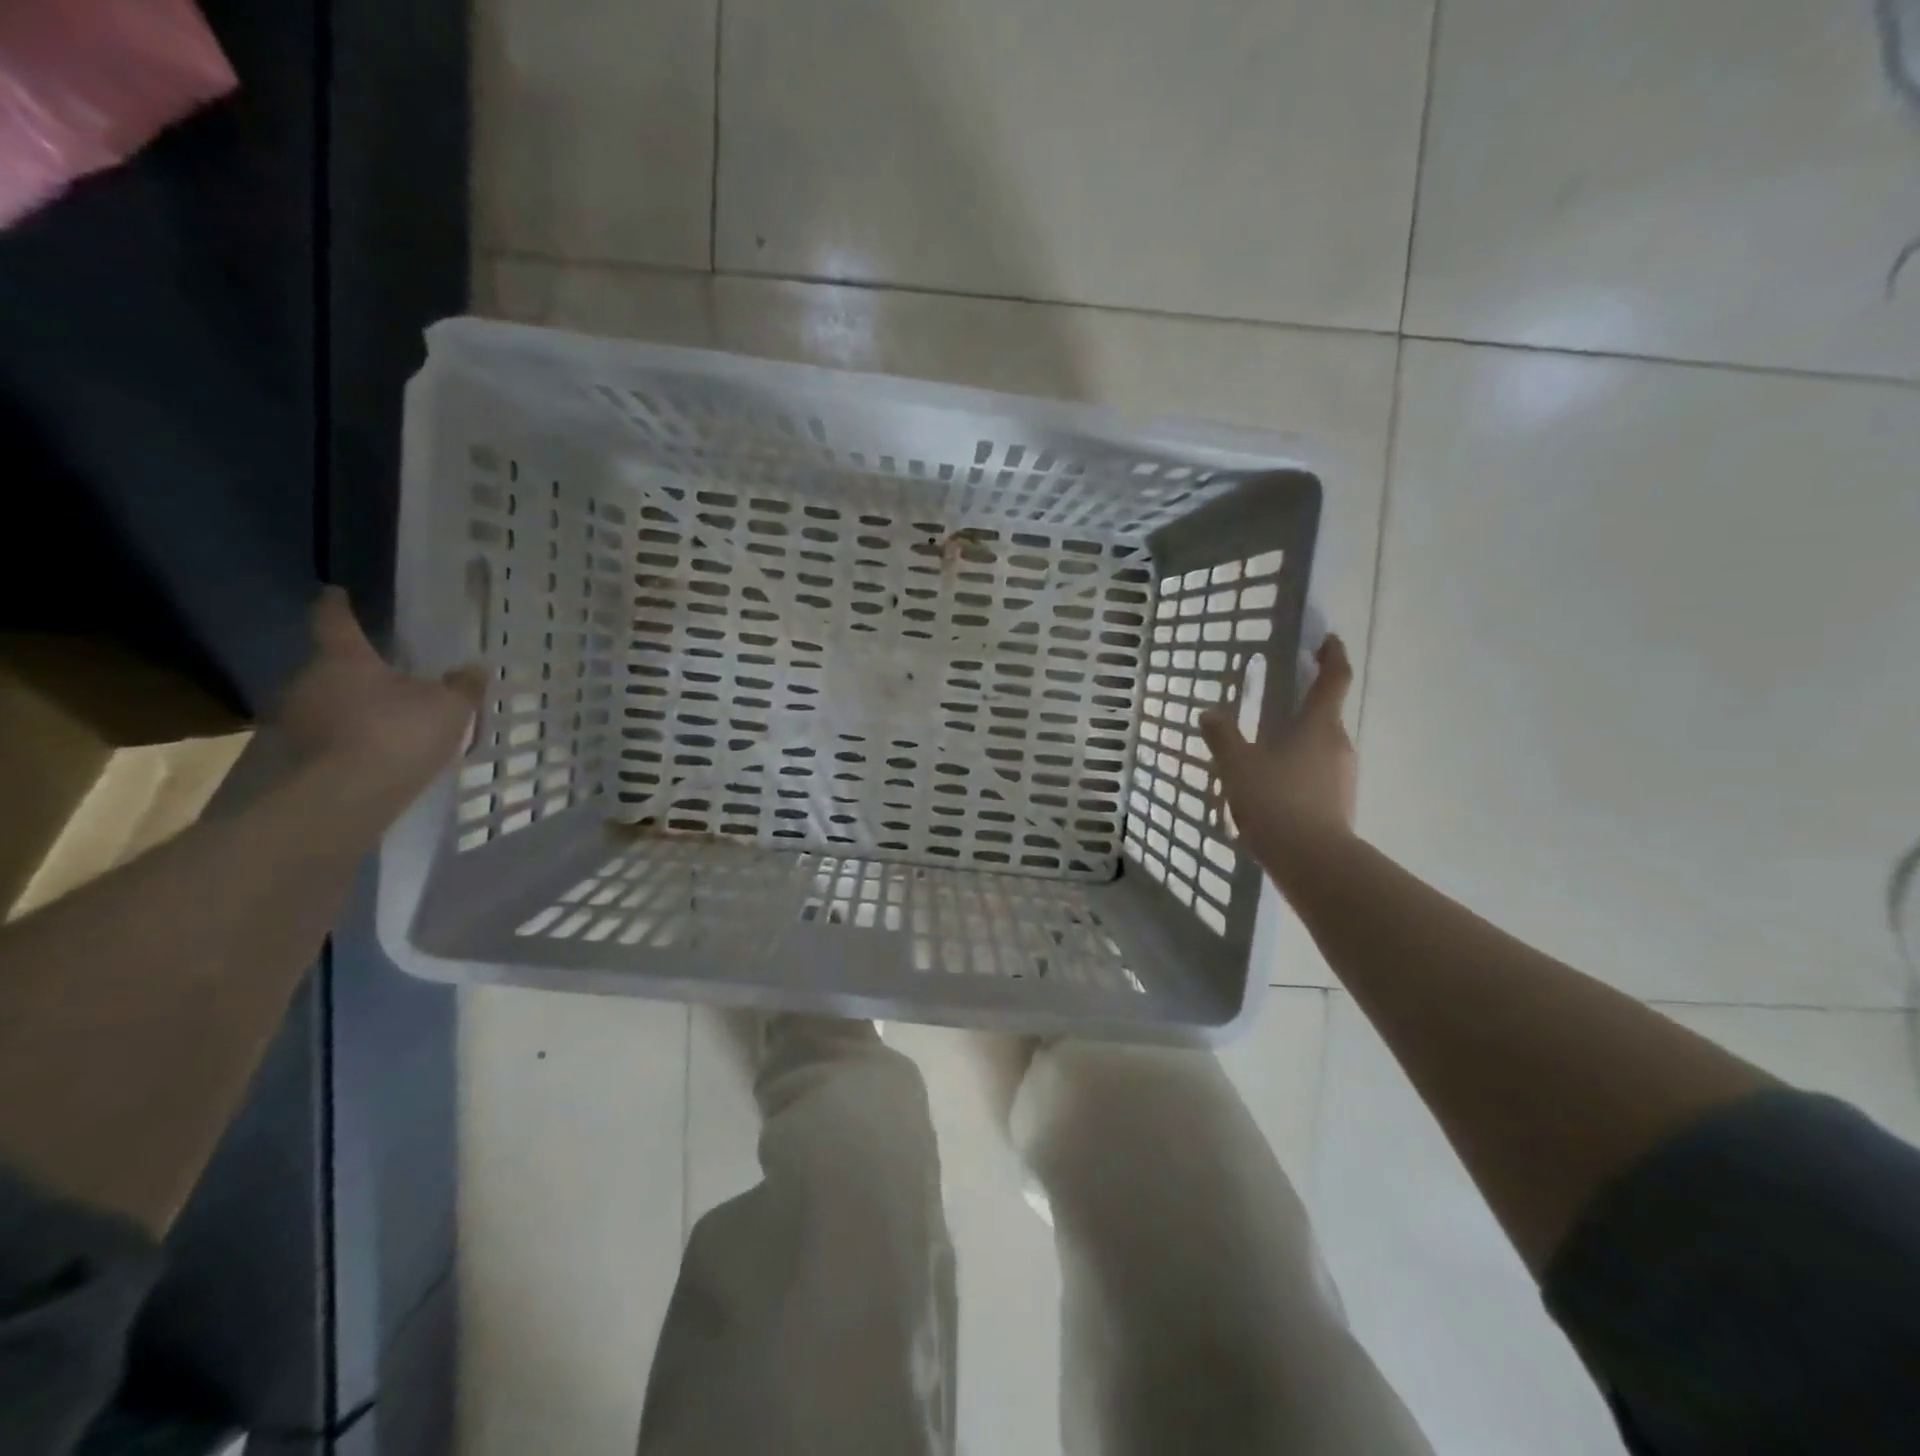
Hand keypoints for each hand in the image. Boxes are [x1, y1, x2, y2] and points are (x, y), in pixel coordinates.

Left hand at [278, 587, 482, 799]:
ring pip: (326, 699)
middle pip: (329, 664)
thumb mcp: (450, 706)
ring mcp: (299, 718)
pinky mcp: (299, 753)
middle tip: (382, 671)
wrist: (351, 793)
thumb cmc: (401, 732)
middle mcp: (311, 680)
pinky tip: (372, 745)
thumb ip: (463, 686)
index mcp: (345, 658)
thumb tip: (475, 667)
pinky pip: (328, 731)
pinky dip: (347, 732)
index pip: (335, 621)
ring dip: (350, 703)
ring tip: (382, 713)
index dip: (336, 605)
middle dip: (354, 667)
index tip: (335, 592)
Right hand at [1199, 634, 1356, 883]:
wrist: (1311, 860)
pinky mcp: (1339, 802)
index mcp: (1318, 724)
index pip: (1334, 678)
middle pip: (1326, 713)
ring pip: (1321, 746)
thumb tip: (1210, 712)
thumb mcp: (1237, 765)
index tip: (1327, 640)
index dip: (1333, 655)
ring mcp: (1343, 775)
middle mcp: (1338, 743)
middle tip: (1276, 702)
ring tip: (1265, 751)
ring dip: (1299, 740)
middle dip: (1305, 704)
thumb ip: (1222, 736)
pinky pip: (1319, 774)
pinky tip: (1273, 787)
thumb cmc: (1275, 800)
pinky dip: (1299, 770)